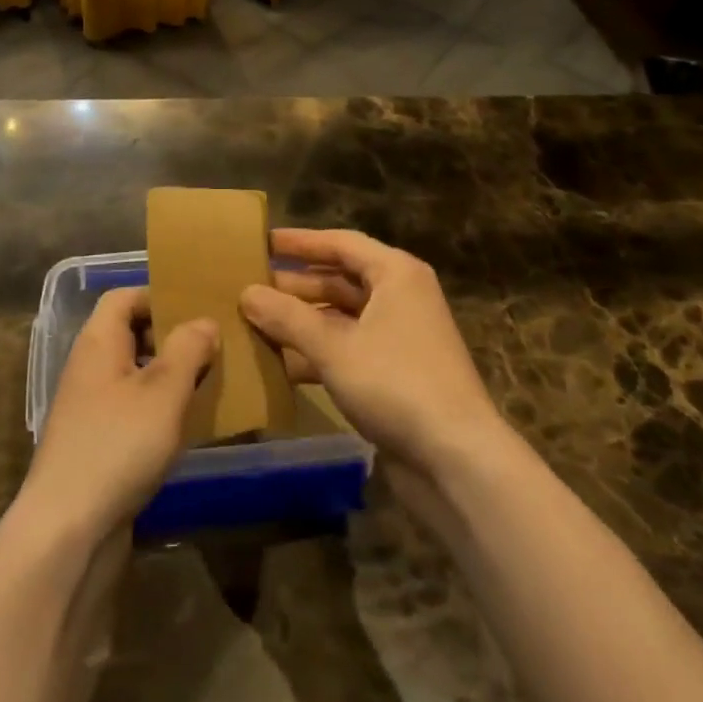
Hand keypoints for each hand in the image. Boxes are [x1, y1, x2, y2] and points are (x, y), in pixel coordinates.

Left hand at [19, 286, 219, 542]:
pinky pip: (133, 409)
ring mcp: (90, 408)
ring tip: (210, 383)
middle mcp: (90, 367)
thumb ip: (187, 349)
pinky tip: (187, 425)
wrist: (67, 530)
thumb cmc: (117, 445)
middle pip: (131, 333)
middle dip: (171, 336)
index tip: (197, 308)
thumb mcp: (163, 391)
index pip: (124, 296)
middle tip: (213, 346)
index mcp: (98, 342)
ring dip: (170, 375)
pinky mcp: (97, 443)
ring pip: (135, 374)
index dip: (158, 295)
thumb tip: (203, 322)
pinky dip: (160, 409)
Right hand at [242, 229, 508, 482]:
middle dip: (296, 285)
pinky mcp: (397, 373)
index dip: (300, 242)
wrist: (457, 459)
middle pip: (340, 279)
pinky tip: (282, 366)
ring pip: (343, 317)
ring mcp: (401, 336)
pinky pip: (350, 348)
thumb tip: (246, 293)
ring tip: (257, 324)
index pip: (340, 243)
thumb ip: (288, 317)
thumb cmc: (396, 383)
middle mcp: (401, 297)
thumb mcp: (334, 347)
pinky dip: (319, 353)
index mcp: (395, 274)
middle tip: (250, 287)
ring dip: (303, 321)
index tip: (261, 242)